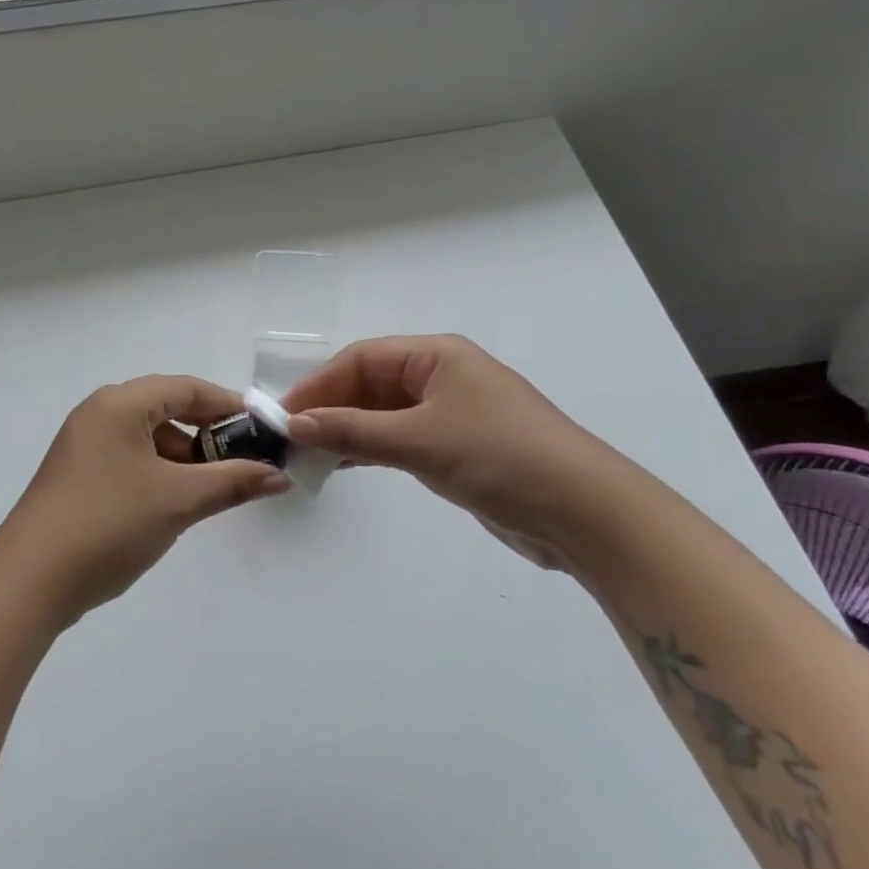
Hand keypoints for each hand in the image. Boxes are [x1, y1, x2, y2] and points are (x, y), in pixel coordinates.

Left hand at [0, 376, 291, 625]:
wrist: (30, 580)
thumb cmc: (109, 523)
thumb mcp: (178, 501)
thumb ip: (232, 482)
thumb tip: (279, 476)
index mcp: (120, 404)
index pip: (186, 388)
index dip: (228, 406)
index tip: (263, 428)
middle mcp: (99, 414)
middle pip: (166, 409)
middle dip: (208, 434)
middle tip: (245, 459)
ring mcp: (84, 445)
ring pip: (148, 438)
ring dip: (184, 457)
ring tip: (214, 487)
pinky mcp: (77, 475)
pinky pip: (129, 459)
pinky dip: (159, 473)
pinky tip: (176, 502)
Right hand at [284, 335, 624, 569]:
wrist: (583, 512)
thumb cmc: (500, 456)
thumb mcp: (420, 440)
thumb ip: (353, 431)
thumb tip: (293, 424)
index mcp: (437, 356)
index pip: (362, 359)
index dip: (320, 384)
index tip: (284, 414)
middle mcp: (441, 377)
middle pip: (371, 384)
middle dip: (330, 407)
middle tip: (290, 438)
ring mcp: (450, 413)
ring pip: (383, 414)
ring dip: (347, 431)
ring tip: (307, 454)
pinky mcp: (455, 448)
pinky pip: (399, 439)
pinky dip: (370, 449)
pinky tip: (342, 464)